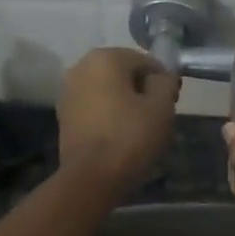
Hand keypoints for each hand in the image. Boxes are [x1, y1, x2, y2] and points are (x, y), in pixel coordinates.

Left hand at [57, 47, 179, 195]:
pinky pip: (94, 107)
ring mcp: (68, 91)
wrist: (90, 177)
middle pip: (124, 74)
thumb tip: (161, 77)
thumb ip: (165, 82)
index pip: (146, 62)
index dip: (163, 82)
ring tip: (139, 129)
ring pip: (108, 91)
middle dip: (142, 91)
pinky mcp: (63, 114)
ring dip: (125, 103)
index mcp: (105, 58)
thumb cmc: (129, 137)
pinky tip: (119, 136)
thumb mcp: (161, 107)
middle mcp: (81, 67)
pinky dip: (108, 115)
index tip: (171, 103)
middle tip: (157, 117)